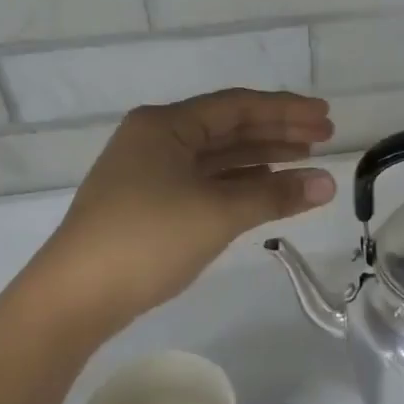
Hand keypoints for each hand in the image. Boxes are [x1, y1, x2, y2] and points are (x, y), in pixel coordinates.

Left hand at [34, 90, 336, 323]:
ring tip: (304, 162)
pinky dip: (239, 184)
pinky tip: (265, 188)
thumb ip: (275, 194)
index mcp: (166, 126)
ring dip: (261, 158)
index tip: (326, 117)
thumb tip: (328, 183)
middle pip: (228, 128)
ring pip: (218, 157)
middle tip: (325, 138)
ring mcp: (150, 173)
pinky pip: (205, 182)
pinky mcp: (150, 204)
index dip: (286, 110)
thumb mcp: (218, 213)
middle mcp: (157, 139)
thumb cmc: (148, 240)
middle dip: (277, 131)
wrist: (76, 296)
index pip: (238, 106)